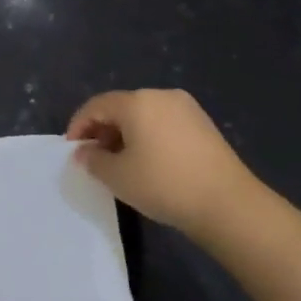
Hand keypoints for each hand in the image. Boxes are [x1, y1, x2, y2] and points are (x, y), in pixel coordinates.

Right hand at [65, 89, 264, 240]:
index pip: (96, 105)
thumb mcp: (117, 176)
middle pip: (120, 107)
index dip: (78, 125)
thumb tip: (85, 152)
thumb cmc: (164, 184)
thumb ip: (93, 159)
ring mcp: (186, 109)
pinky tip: (147, 161)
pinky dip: (148, 137)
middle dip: (102, 129)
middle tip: (93, 156)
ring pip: (143, 115)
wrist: (229, 205)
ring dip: (125, 134)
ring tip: (119, 162)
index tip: (71, 149)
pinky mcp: (204, 125)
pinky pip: (163, 123)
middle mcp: (161, 96)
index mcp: (137, 102)